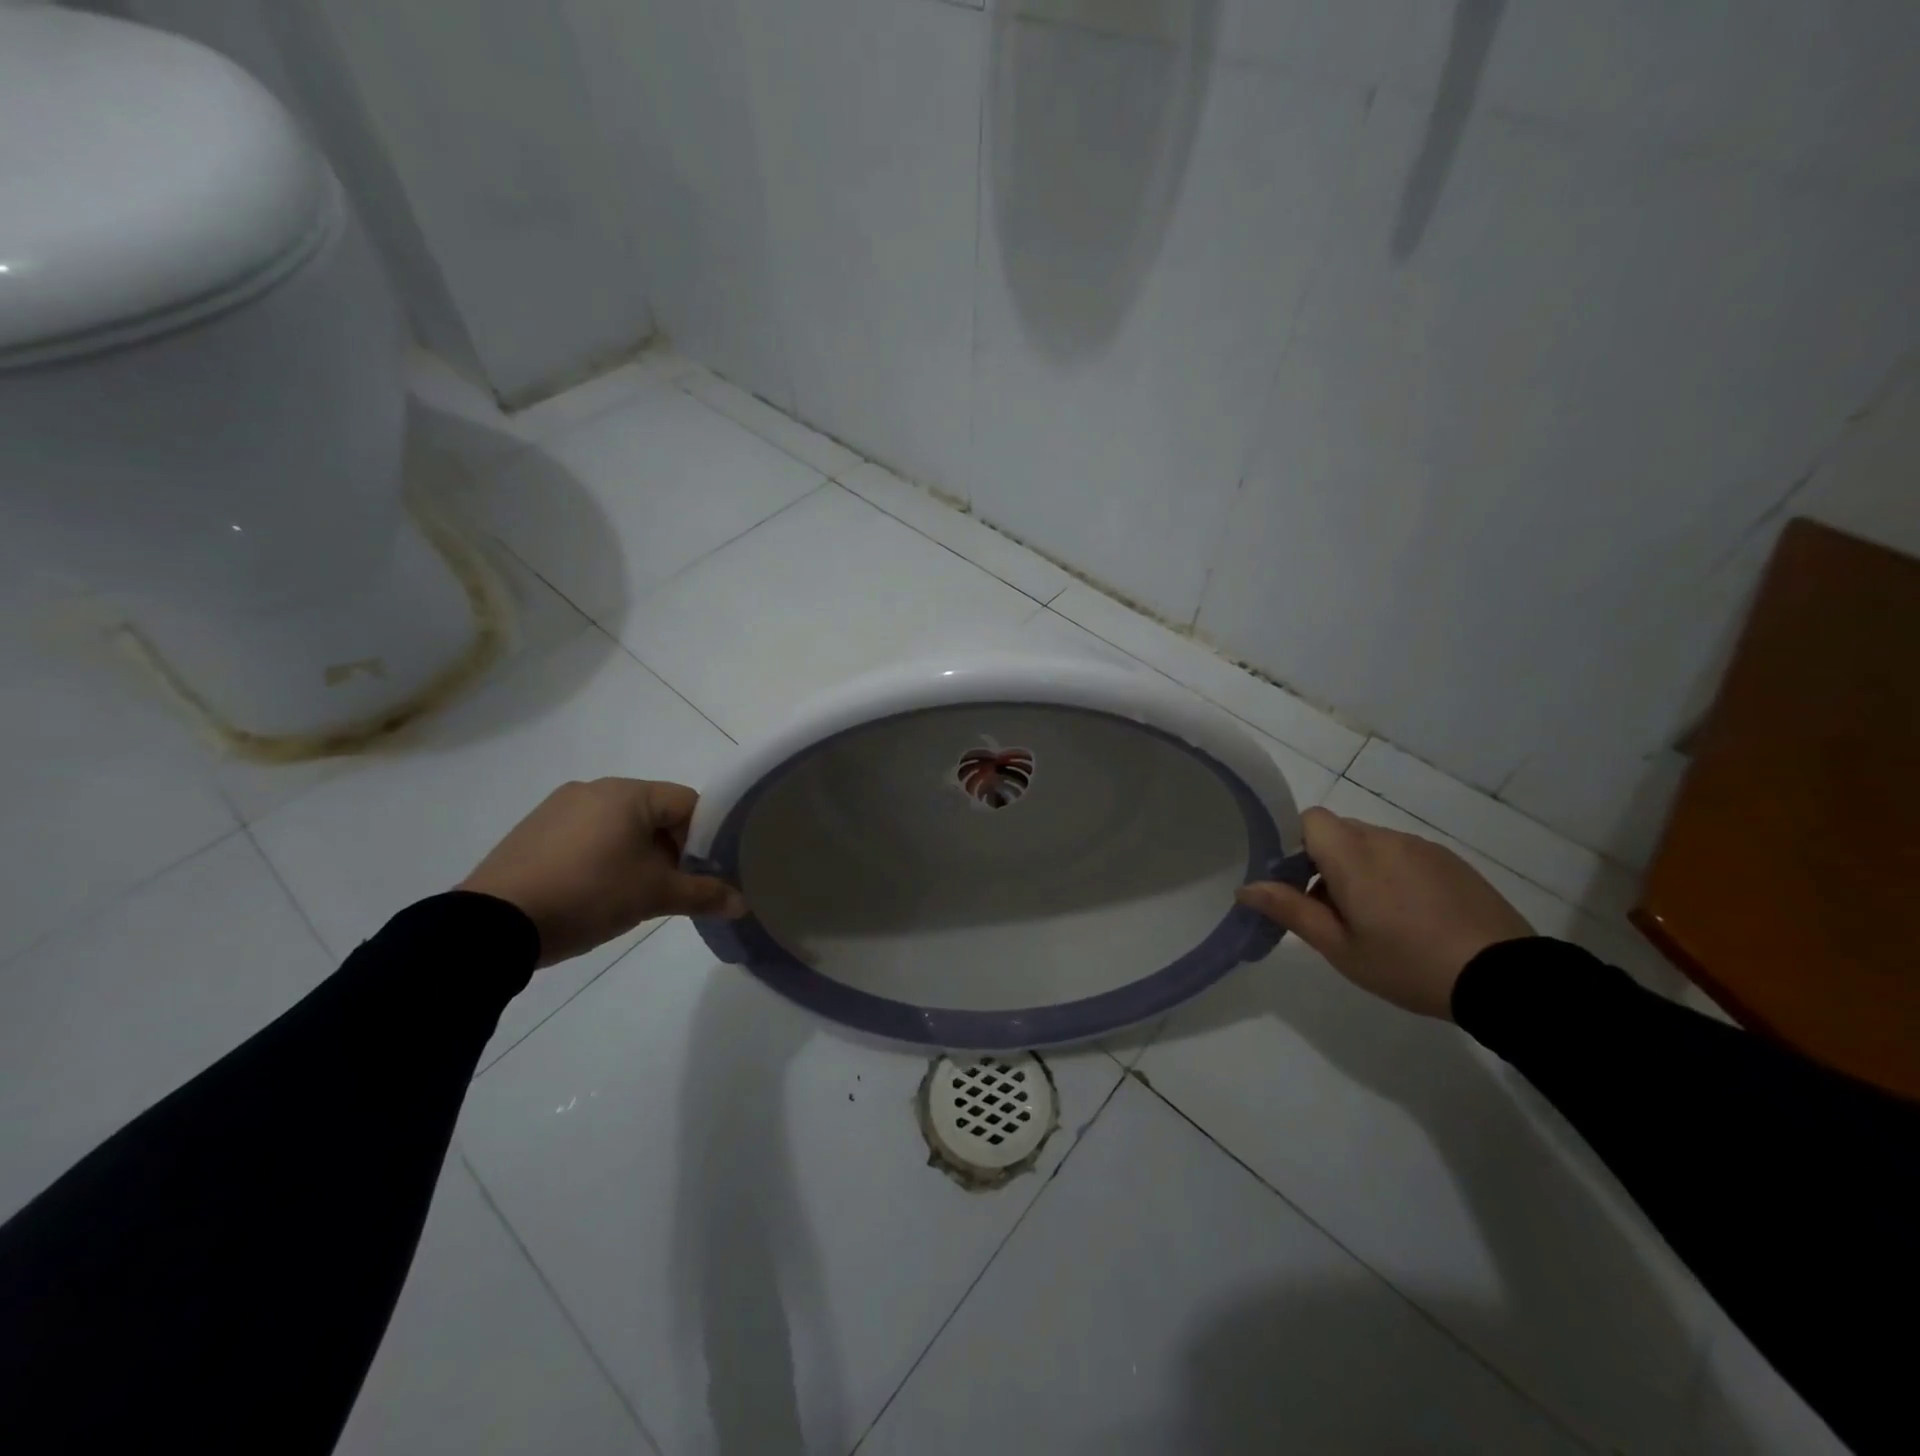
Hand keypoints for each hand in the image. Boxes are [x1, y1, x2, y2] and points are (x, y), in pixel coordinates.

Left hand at [458, 778, 745, 968]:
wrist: (492, 925)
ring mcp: (558, 807)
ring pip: (620, 825)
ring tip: (632, 894)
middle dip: (671, 849)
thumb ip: (703, 894)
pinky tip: (594, 891)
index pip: (689, 803)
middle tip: (672, 888)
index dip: (705, 837)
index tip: (703, 872)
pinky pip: (586, 835)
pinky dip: (603, 856)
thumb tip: (744, 904)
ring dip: (637, 854)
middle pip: (655, 813)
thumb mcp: (654, 896)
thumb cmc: (589, 894)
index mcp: (628, 793)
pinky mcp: (533, 831)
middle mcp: (594, 788)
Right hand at [1236, 806, 1532, 1018]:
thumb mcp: (1339, 947)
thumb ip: (1290, 911)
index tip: (1299, 885)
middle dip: (1325, 863)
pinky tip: (1412, 918)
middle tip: (1333, 913)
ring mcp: (1422, 848)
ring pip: (1372, 845)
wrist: (1504, 978)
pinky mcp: (1452, 862)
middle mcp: (1385, 839)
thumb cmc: (1408, 963)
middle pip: (1339, 832)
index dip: (1296, 845)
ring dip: (1360, 870)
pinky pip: (1405, 856)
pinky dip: (1394, 876)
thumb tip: (1245, 888)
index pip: (1310, 819)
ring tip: (1377, 921)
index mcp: (1353, 855)